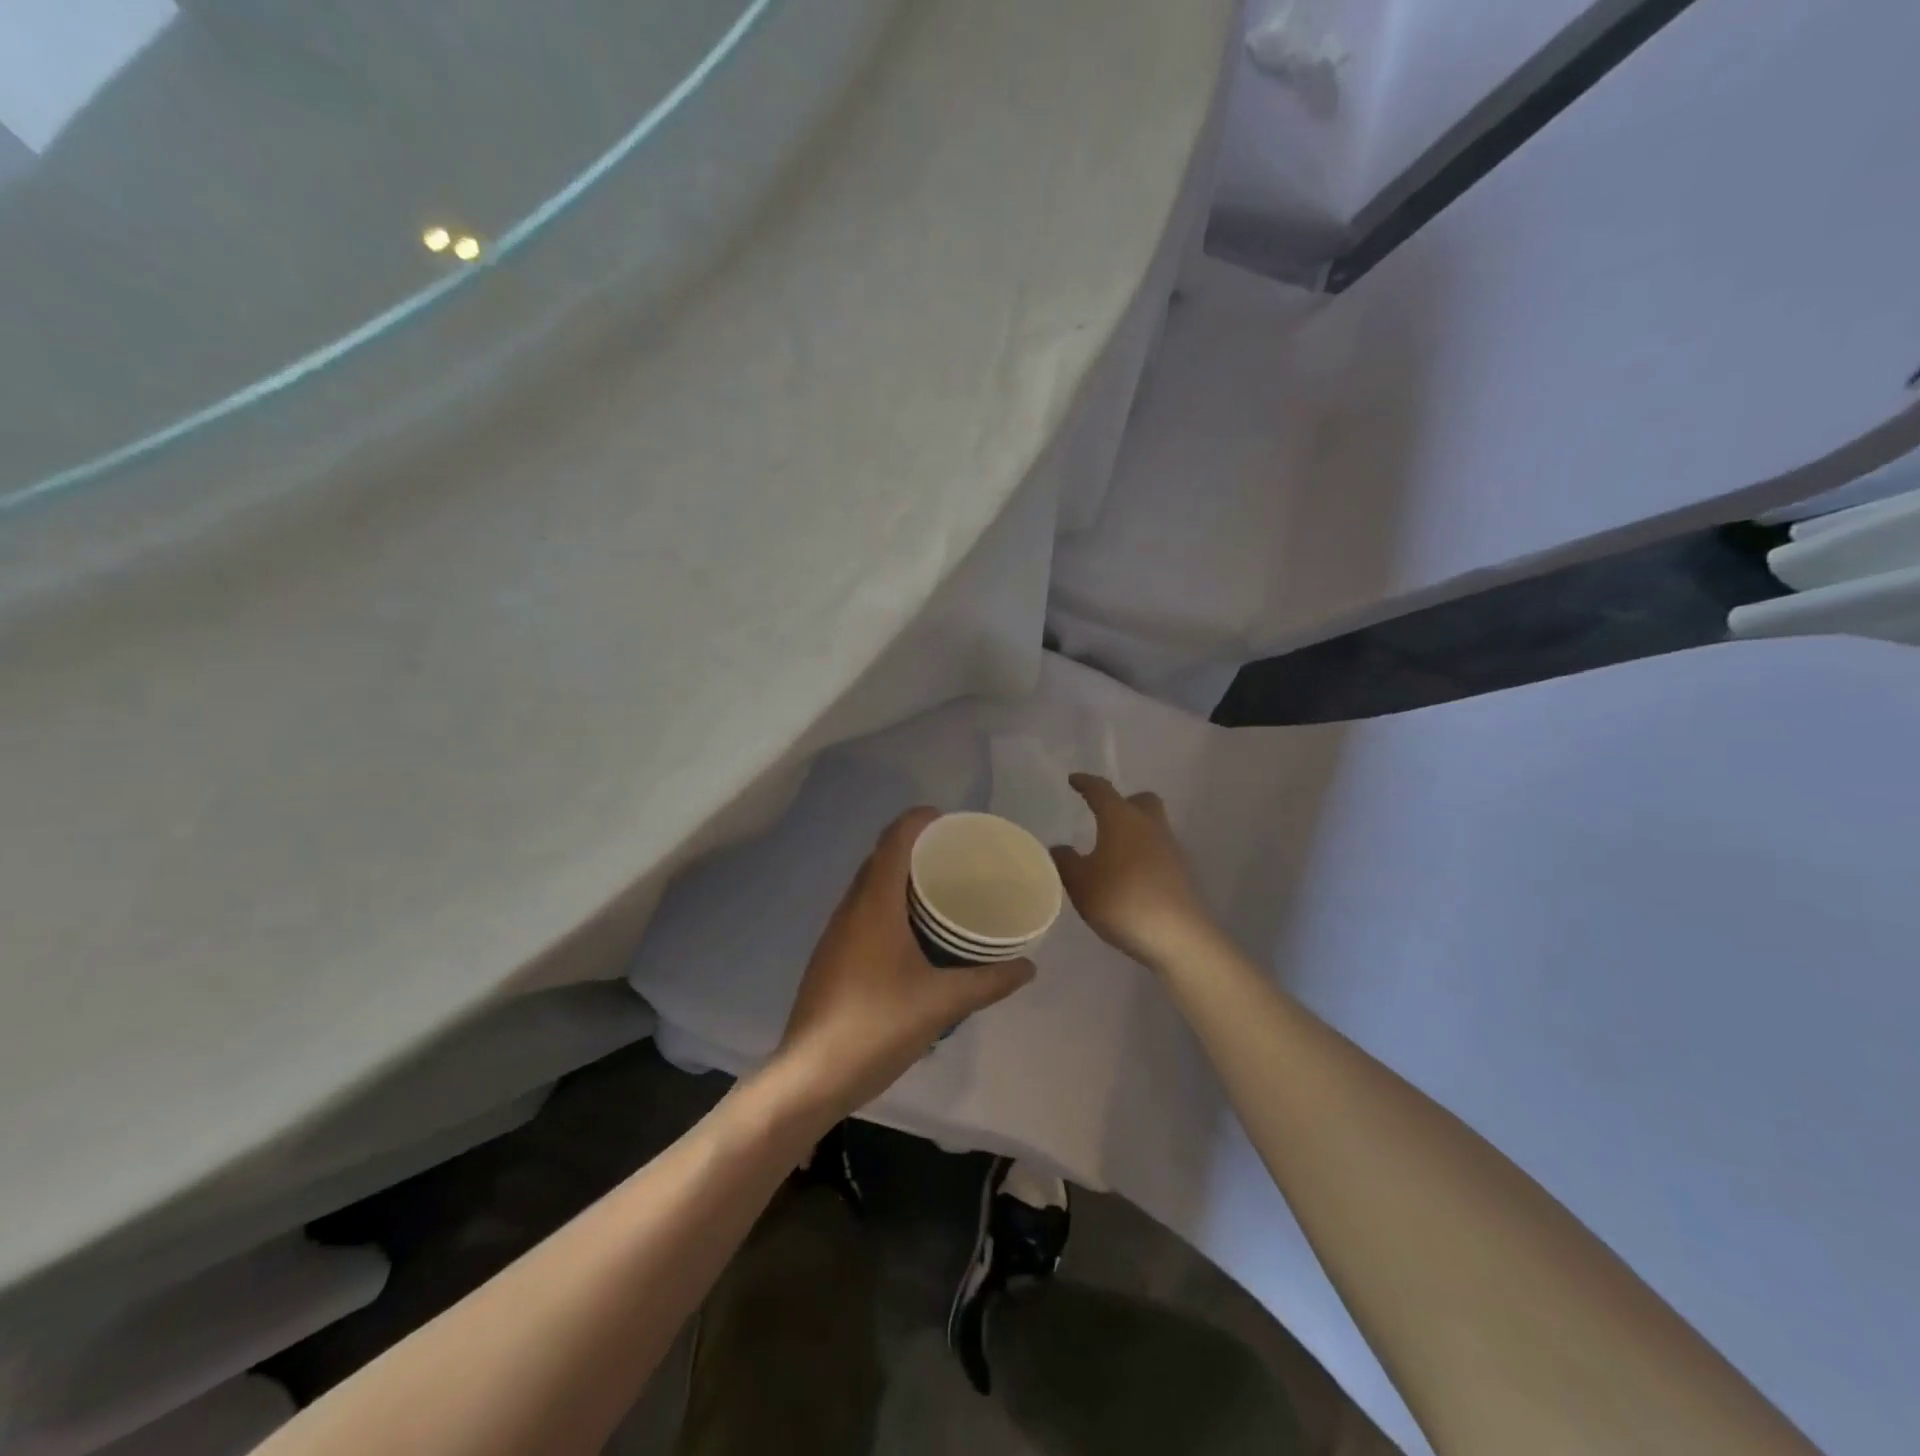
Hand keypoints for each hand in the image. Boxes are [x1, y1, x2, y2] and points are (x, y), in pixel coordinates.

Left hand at [773, 808, 1034, 1120]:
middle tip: (956, 857)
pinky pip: (862, 910)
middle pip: (880, 857)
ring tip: (940, 890)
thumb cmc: (877, 1026)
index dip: (920, 820)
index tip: (952, 822)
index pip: (895, 838)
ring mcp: (836, 932)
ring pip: (868, 885)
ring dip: (900, 877)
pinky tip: (912, 934)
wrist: (811, 1074)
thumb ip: (989, 982)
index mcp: (874, 903)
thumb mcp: (942, 1003)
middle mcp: (851, 907)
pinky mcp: (831, 955)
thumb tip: (1029, 967)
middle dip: (915, 846)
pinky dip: (888, 904)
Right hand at [1052, 774, 1218, 968]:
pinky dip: (1143, 855)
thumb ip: (1066, 862)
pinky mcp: (1182, 873)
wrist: (1178, 936)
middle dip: (1123, 802)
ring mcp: (1171, 849)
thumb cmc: (1122, 900)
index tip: (1074, 780)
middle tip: (1104, 816)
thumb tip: (1059, 847)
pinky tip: (1129, 877)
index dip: (1086, 784)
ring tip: (1112, 853)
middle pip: (1140, 801)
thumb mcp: (1080, 884)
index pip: (1102, 791)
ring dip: (1134, 832)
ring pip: (1152, 827)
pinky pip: (1159, 852)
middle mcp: (1150, 826)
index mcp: (1122, 819)